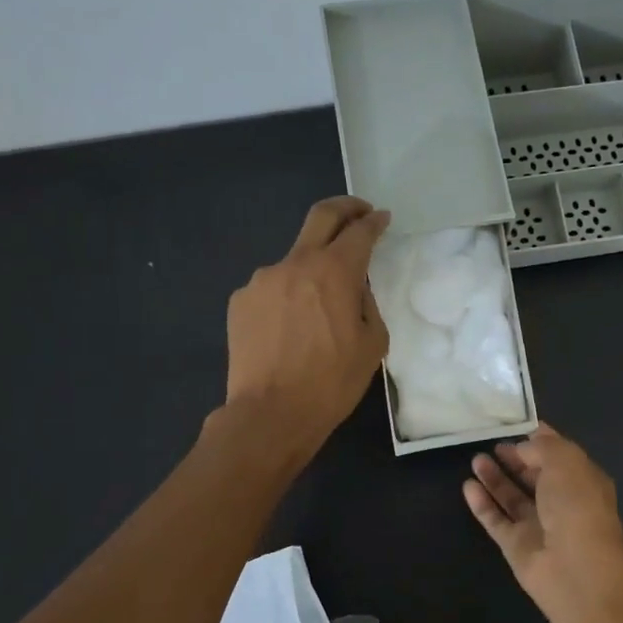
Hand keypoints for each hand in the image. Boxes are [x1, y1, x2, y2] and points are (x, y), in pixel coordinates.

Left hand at [224, 196, 390, 457]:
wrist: (271, 413)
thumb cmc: (332, 383)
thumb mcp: (372, 345)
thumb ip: (367, 304)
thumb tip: (353, 289)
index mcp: (335, 272)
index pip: (359, 231)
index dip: (374, 222)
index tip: (382, 219)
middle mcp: (295, 263)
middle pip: (321, 216)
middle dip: (345, 208)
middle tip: (359, 212)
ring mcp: (262, 280)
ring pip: (294, 260)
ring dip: (312, 268)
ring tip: (320, 305)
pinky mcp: (241, 301)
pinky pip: (272, 288)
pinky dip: (288, 296)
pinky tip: (291, 328)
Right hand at [463, 423, 622, 619]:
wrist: (576, 569)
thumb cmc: (576, 505)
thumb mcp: (564, 460)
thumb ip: (541, 447)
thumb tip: (522, 448)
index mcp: (582, 479)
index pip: (558, 452)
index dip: (538, 438)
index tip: (514, 423)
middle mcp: (562, 501)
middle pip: (534, 475)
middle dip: (515, 458)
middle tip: (490, 442)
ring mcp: (539, 525)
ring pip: (513, 497)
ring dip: (496, 478)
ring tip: (475, 459)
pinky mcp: (517, 546)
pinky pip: (497, 520)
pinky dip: (483, 504)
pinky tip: (468, 486)